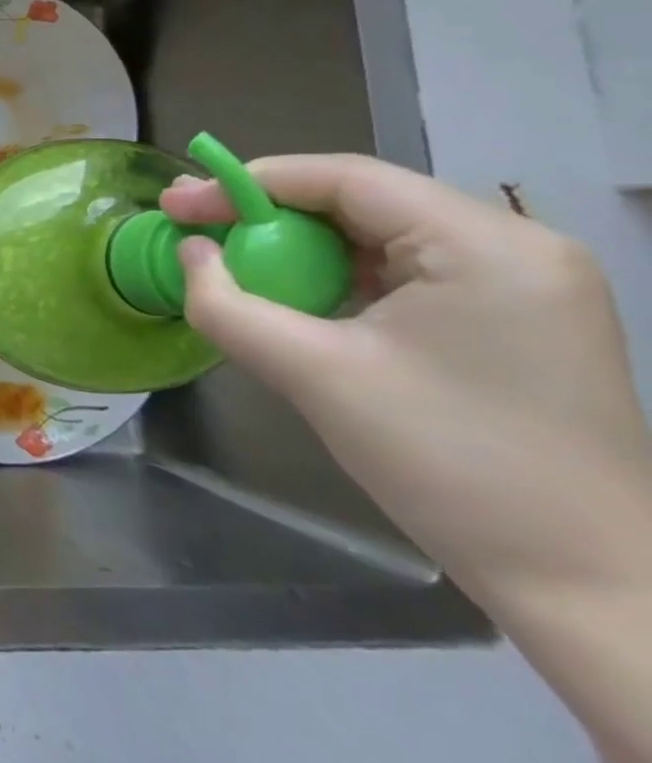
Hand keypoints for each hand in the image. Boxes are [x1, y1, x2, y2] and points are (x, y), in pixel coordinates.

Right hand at [160, 155, 651, 609]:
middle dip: (269, 216)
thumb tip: (189, 252)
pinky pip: (406, 274)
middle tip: (195, 231)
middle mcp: (517, 248)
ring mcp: (525, 286)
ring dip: (300, 250)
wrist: (584, 584)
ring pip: (381, 238)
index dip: (249, 183)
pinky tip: (299, 302)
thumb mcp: (312, 374)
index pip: (346, 178)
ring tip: (237, 269)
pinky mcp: (516, 321)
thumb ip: (228, 304)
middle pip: (363, 202)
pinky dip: (339, 278)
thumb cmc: (446, 464)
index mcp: (486, 246)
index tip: (178, 203)